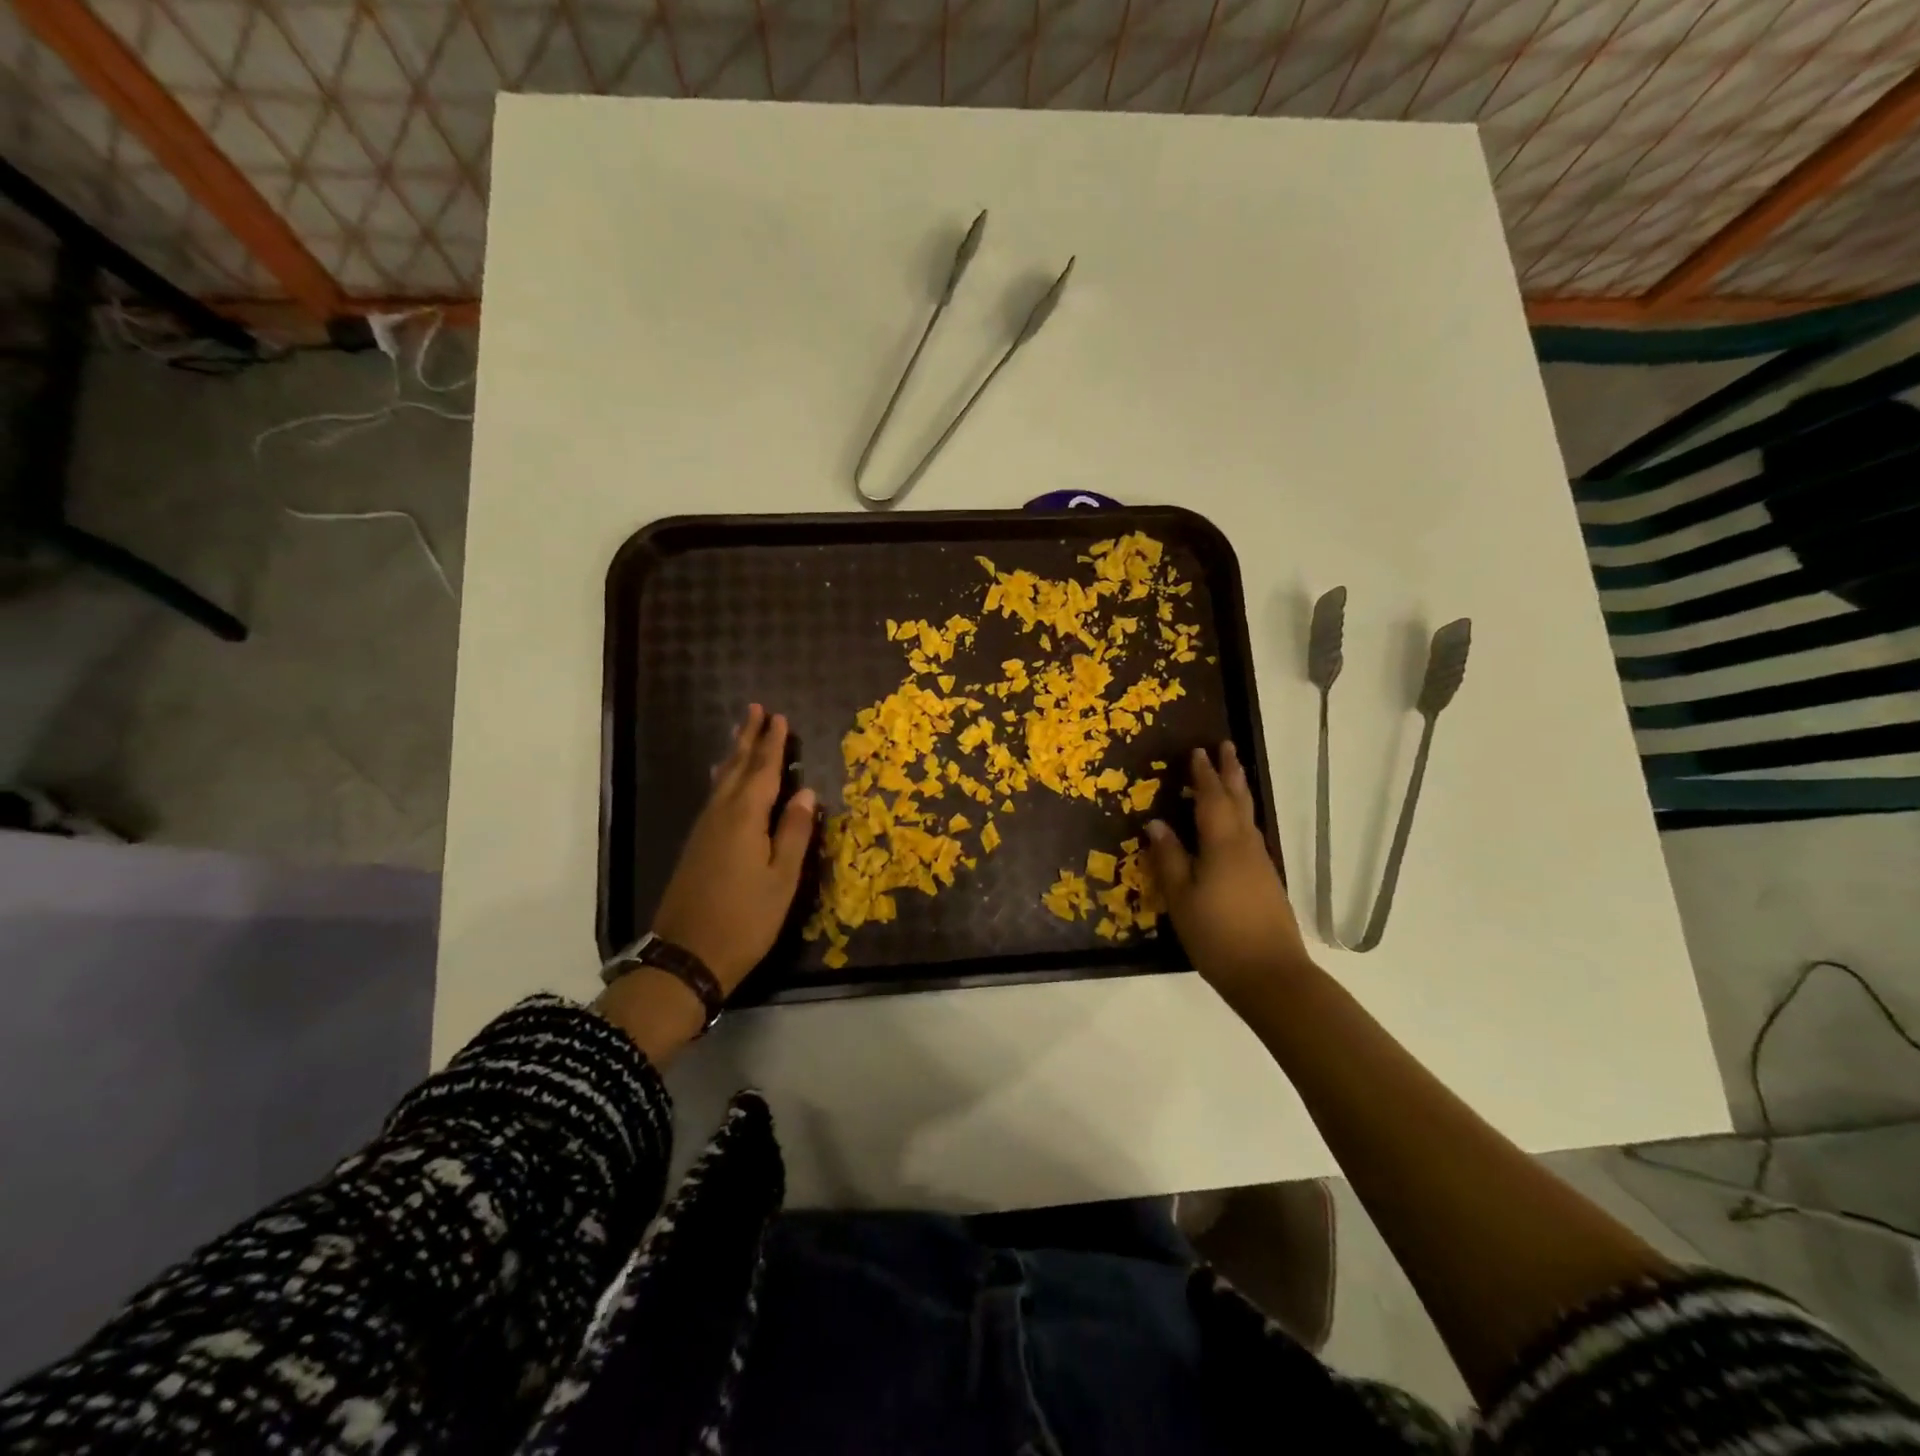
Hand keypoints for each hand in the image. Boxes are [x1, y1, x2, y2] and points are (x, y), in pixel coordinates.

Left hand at [650, 704, 817, 993]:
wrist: (687, 956)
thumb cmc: (746, 919)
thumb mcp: (782, 878)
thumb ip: (795, 832)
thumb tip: (807, 793)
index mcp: (745, 818)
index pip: (763, 770)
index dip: (772, 743)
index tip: (779, 717)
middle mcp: (721, 815)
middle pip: (737, 768)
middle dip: (748, 738)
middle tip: (756, 709)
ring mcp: (704, 830)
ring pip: (722, 781)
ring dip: (735, 754)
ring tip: (742, 733)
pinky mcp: (696, 845)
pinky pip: (714, 797)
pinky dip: (725, 778)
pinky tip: (725, 779)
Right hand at [1145, 742, 1311, 1007]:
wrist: (1270, 975)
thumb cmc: (1217, 934)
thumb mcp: (1181, 897)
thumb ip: (1169, 858)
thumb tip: (1155, 823)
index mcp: (1222, 844)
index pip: (1211, 798)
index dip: (1202, 774)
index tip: (1197, 751)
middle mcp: (1245, 845)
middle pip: (1237, 800)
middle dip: (1229, 772)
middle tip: (1225, 746)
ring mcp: (1260, 863)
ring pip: (1247, 816)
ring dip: (1237, 791)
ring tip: (1229, 776)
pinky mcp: (1266, 880)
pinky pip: (1250, 834)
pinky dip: (1239, 816)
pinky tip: (1234, 826)